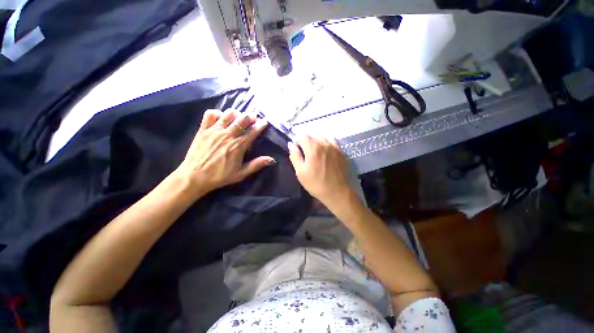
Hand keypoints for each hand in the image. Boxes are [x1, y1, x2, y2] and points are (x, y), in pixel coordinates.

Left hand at [174, 109, 273, 197]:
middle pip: (242, 120)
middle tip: (253, 118)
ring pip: (228, 114)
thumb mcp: (241, 174)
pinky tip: (220, 117)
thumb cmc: (220, 176)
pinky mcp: (203, 130)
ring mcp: (214, 131)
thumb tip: (272, 159)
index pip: (252, 132)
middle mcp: (228, 135)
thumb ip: (256, 165)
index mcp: (238, 146)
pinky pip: (210, 115)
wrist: (195, 176)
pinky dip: (217, 113)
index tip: (265, 121)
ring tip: (239, 116)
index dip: (260, 125)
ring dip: (236, 113)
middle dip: (250, 117)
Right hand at [288, 135, 353, 205]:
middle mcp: (324, 143)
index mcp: (313, 148)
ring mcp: (334, 146)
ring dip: (316, 143)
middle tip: (306, 156)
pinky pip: (332, 141)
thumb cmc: (316, 184)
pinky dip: (327, 143)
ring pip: (322, 138)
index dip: (297, 141)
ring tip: (316, 154)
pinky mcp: (341, 151)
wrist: (337, 192)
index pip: (302, 136)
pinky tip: (326, 152)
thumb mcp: (300, 172)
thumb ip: (295, 156)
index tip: (297, 151)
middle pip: (312, 136)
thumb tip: (291, 144)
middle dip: (306, 143)